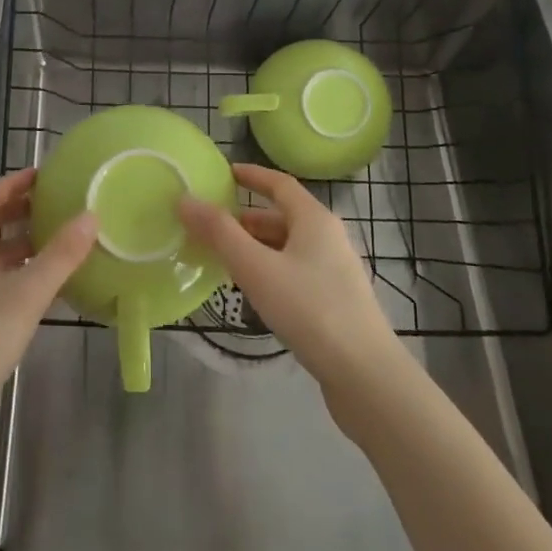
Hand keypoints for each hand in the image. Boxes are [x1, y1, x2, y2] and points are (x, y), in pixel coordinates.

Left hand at [0, 168, 97, 456]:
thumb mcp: (26, 294)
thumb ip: (60, 255)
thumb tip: (91, 215)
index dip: (13, 184)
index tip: (45, 175)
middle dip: (20, 212)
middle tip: (58, 205)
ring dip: (22, 246)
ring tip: (59, 242)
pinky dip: (19, 277)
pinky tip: (45, 290)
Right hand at [179, 164, 403, 404]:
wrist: (366, 376)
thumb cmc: (310, 310)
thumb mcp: (256, 268)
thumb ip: (219, 233)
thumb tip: (185, 199)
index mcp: (315, 219)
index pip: (279, 183)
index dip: (251, 176)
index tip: (224, 174)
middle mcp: (329, 237)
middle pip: (282, 217)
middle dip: (246, 220)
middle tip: (210, 227)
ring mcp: (335, 270)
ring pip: (288, 247)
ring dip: (256, 248)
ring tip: (223, 261)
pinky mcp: (336, 301)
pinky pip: (295, 271)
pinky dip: (270, 270)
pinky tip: (253, 293)